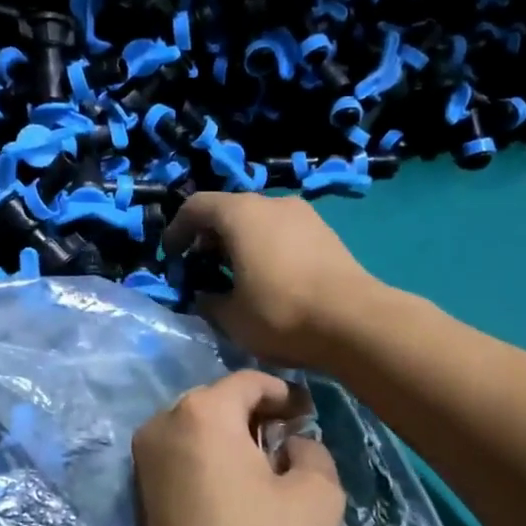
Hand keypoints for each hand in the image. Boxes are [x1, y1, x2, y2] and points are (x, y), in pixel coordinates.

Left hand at [131, 370, 346, 525]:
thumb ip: (313, 448)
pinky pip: (182, 454)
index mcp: (201, 413)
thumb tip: (290, 443)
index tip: (309, 416)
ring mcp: (143, 460)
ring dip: (232, 437)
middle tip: (290, 441)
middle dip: (255, 414)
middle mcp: (161, 424)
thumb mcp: (319, 494)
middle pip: (218, 401)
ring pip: (197, 428)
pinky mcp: (140, 491)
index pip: (249, 382)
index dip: (286, 393)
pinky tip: (236, 489)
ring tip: (266, 467)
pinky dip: (210, 458)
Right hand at [163, 194, 382, 368]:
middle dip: (209, 238)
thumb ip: (208, 301)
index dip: (176, 230)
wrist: (355, 322)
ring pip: (259, 221)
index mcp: (240, 214)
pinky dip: (265, 248)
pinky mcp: (325, 233)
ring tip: (235, 277)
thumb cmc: (281, 314)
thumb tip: (205, 295)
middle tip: (201, 269)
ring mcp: (304, 215)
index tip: (171, 257)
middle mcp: (272, 203)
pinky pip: (283, 232)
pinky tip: (269, 280)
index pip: (196, 207)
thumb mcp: (231, 317)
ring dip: (240, 243)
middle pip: (229, 211)